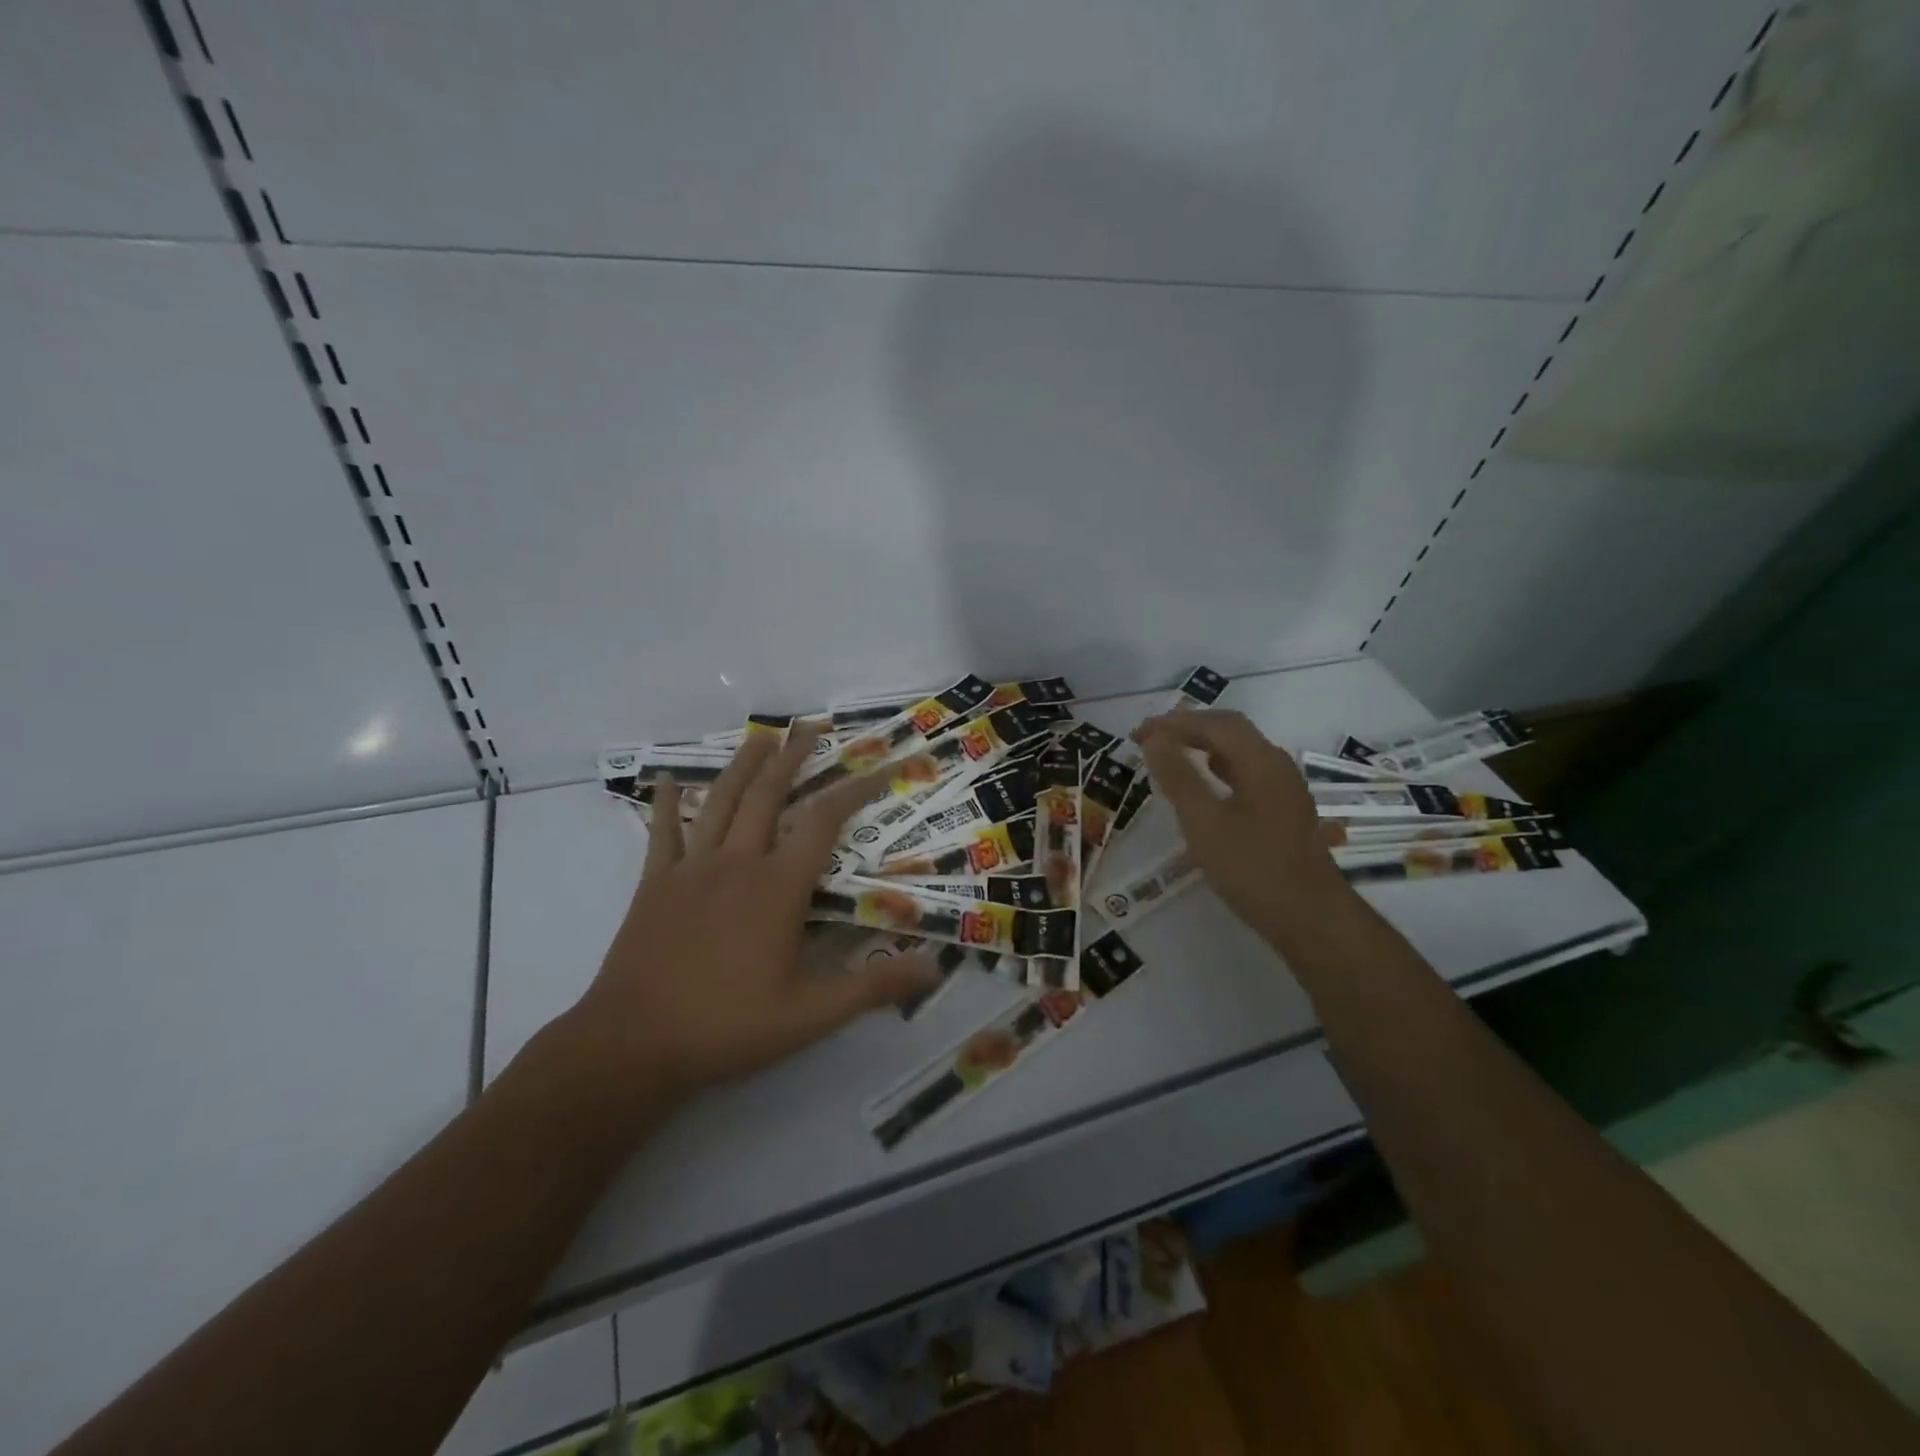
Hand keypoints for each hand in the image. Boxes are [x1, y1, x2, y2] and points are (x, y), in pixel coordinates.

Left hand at [564, 728, 936, 1104]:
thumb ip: (874, 987)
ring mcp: (692, 869)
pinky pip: (662, 833)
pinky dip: (667, 803)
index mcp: (778, 887)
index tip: (880, 766)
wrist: (633, 1043)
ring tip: (760, 736)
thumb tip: (935, 968)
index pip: (825, 821)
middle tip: (808, 727)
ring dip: (742, 765)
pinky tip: (668, 779)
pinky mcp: (655, 884)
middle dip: (792, 758)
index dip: (856, 789)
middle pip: (769, 795)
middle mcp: (738, 862)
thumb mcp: (812, 1015)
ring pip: (721, 802)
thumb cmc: (728, 1026)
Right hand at [1133, 709, 1347, 947]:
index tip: (1137, 735)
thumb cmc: (1253, 868)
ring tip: (1169, 755)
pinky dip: (1216, 768)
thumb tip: (1155, 740)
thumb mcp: (1204, 822)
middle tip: (1149, 740)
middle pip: (1230, 731)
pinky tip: (1202, 785)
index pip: (1214, 724)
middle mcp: (1276, 766)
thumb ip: (1179, 777)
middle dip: (1187, 729)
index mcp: (1261, 761)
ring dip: (1202, 746)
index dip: (1173, 723)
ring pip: (1239, 752)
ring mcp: (1284, 789)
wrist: (1310, 918)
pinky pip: (1245, 773)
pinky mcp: (1283, 811)